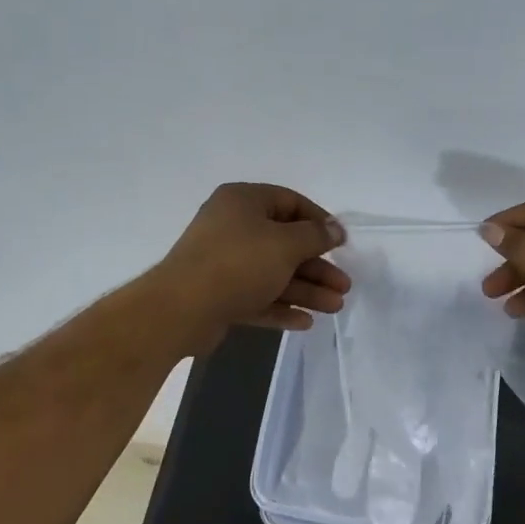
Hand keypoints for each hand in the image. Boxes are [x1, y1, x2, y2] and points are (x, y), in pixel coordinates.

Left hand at [148, 183, 349, 349]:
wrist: (181, 309)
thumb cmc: (239, 263)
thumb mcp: (286, 244)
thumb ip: (316, 236)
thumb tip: (335, 229)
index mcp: (243, 202)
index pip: (290, 202)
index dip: (319, 221)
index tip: (341, 243)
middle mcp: (232, 227)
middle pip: (285, 243)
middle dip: (317, 266)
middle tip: (343, 285)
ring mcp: (223, 262)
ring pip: (274, 273)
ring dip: (306, 289)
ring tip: (335, 307)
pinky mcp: (219, 295)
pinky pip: (257, 296)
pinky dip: (281, 307)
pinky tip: (306, 322)